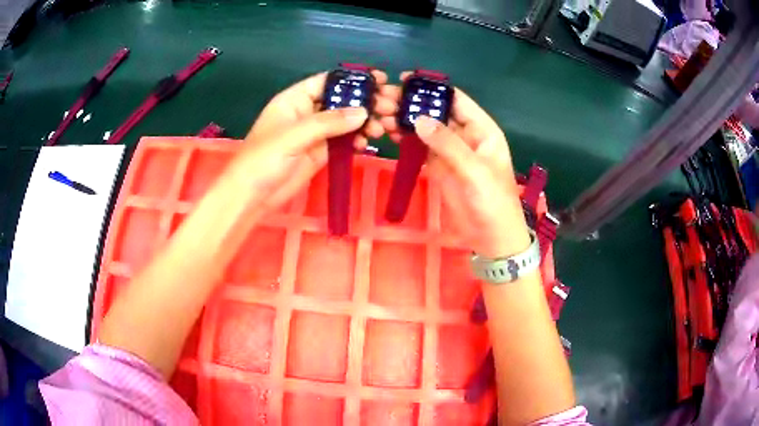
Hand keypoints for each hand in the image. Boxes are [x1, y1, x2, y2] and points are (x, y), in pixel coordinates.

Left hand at [240, 70, 396, 211]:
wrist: (252, 196)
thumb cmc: (263, 159)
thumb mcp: (293, 135)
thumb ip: (328, 122)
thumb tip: (364, 112)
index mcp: (295, 99)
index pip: (328, 81)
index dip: (353, 79)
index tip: (380, 80)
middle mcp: (307, 112)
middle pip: (341, 100)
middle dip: (366, 101)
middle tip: (392, 105)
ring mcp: (315, 133)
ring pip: (346, 121)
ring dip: (366, 121)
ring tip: (386, 126)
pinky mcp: (321, 152)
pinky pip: (344, 141)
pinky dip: (358, 140)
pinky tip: (369, 142)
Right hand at [381, 72, 528, 257]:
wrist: (491, 237)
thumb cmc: (493, 201)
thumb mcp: (474, 170)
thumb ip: (448, 144)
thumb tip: (419, 118)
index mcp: (482, 129)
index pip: (456, 100)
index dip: (433, 88)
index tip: (406, 80)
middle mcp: (465, 135)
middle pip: (436, 111)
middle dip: (412, 103)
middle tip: (383, 98)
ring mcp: (450, 150)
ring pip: (425, 128)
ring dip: (405, 119)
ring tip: (380, 113)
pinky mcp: (437, 166)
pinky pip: (420, 146)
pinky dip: (405, 138)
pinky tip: (389, 131)